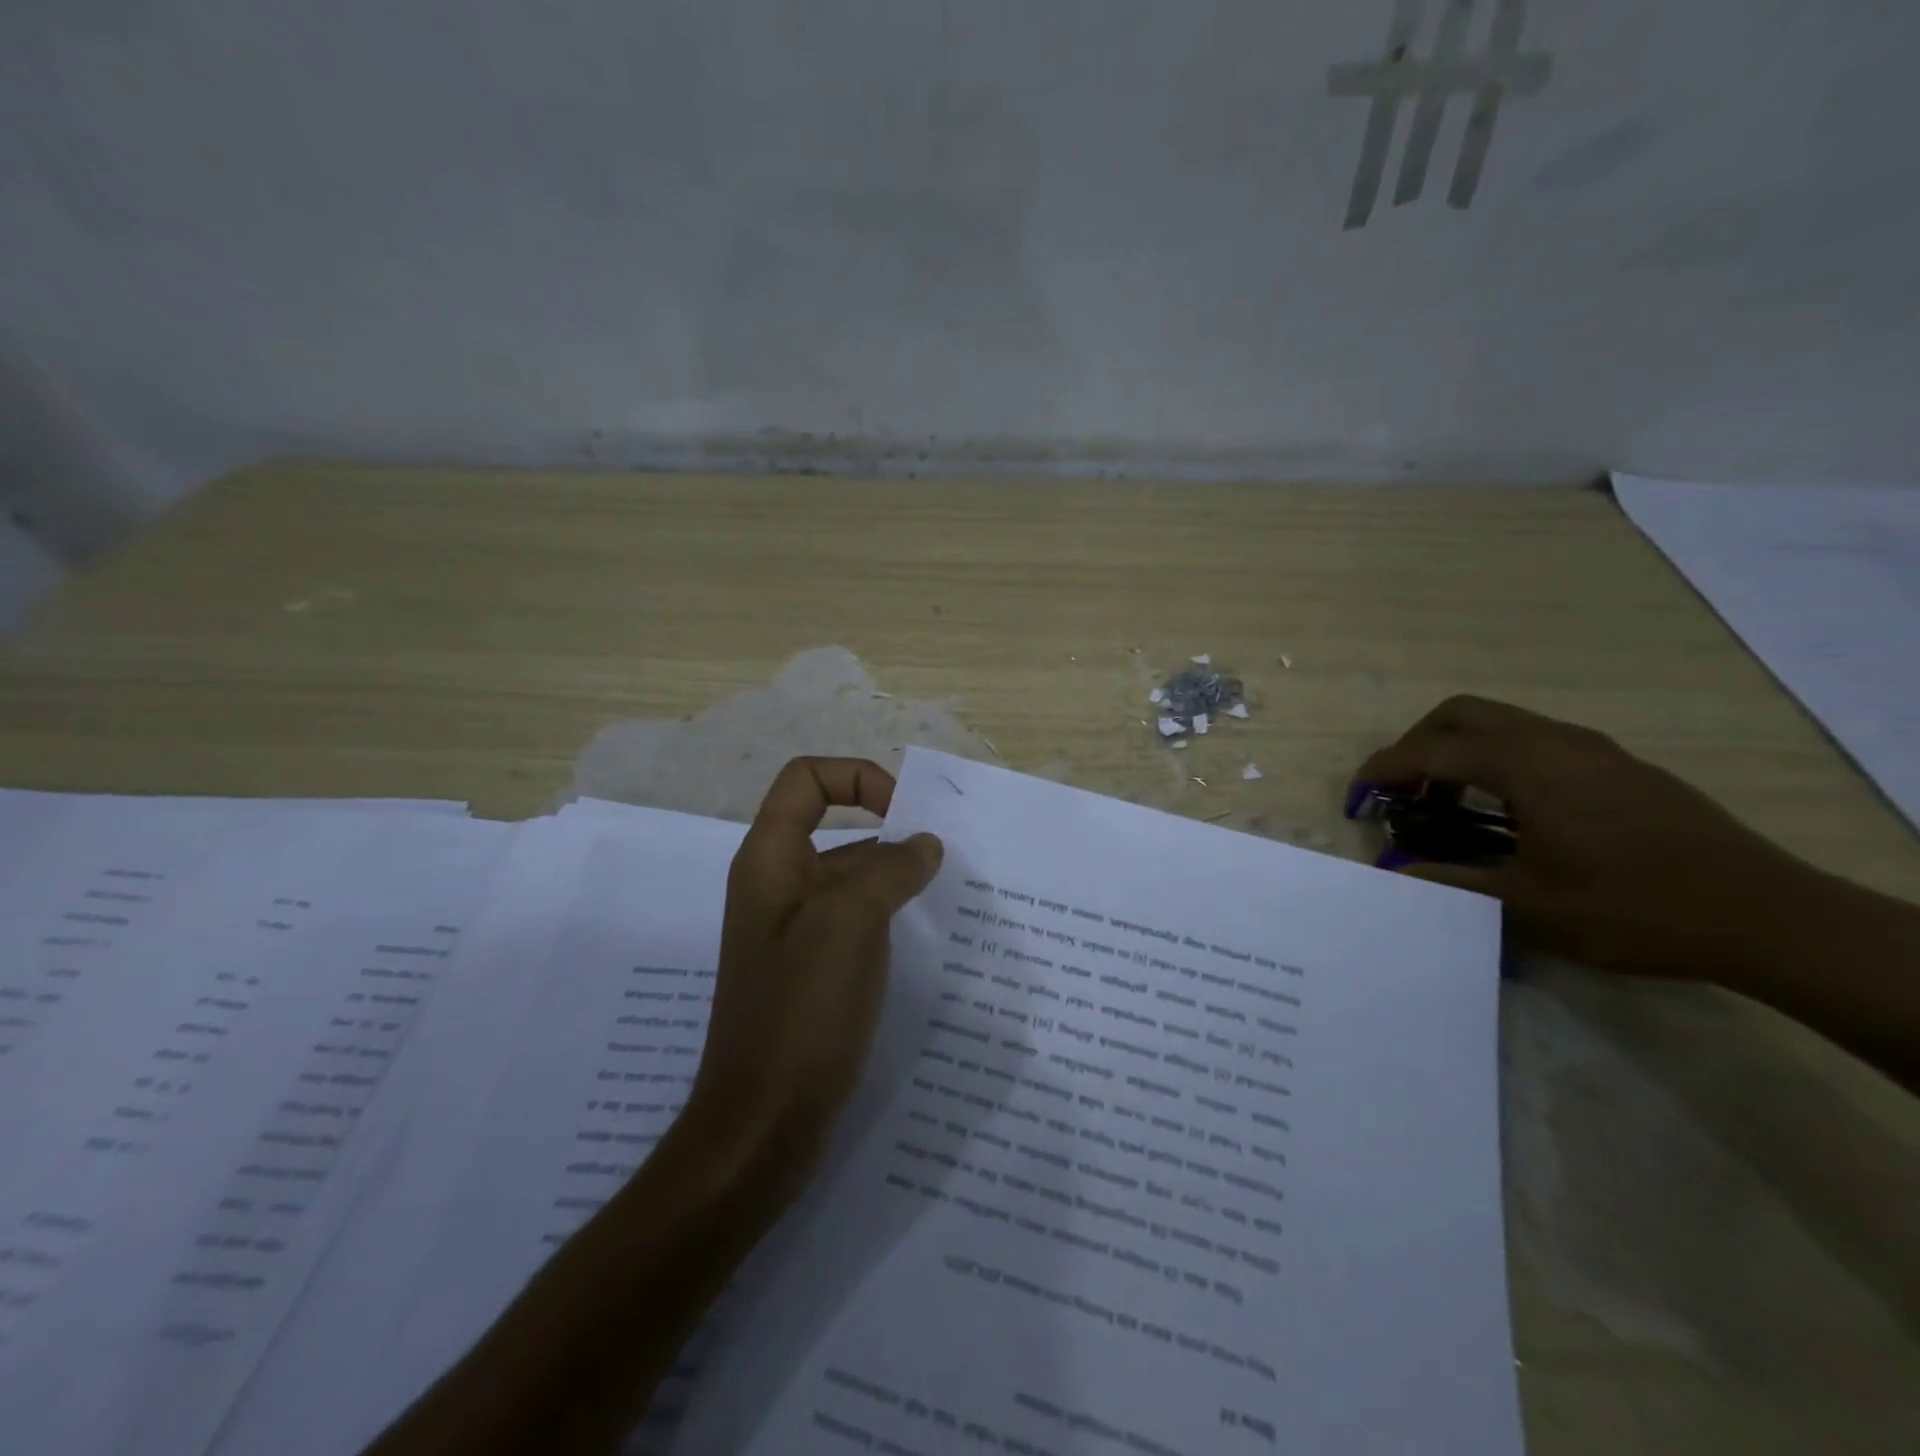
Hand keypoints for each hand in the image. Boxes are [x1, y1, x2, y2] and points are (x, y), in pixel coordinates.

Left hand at [688, 757, 942, 1194]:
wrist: (761, 1127)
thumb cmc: (800, 1011)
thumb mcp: (849, 922)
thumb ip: (891, 869)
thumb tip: (924, 845)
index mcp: (770, 860)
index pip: (807, 779)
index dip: (857, 777)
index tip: (905, 813)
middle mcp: (777, 886)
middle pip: (835, 827)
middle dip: (892, 834)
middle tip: (947, 862)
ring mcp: (795, 933)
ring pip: (852, 880)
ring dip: (898, 880)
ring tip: (951, 901)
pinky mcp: (813, 972)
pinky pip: (856, 924)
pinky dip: (891, 920)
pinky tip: (928, 942)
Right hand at [1354, 696, 1832, 985]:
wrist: (1767, 917)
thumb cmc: (1634, 909)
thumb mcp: (1527, 907)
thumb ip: (1448, 883)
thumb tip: (1389, 875)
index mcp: (1528, 767)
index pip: (1433, 751)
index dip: (1385, 769)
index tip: (1358, 794)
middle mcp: (1556, 741)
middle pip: (1463, 713)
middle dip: (1418, 743)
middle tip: (1402, 789)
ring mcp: (1594, 749)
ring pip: (1502, 722)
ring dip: (1459, 750)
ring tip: (1447, 802)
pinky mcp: (1620, 766)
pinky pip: (1536, 740)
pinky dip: (1498, 759)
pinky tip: (1507, 809)